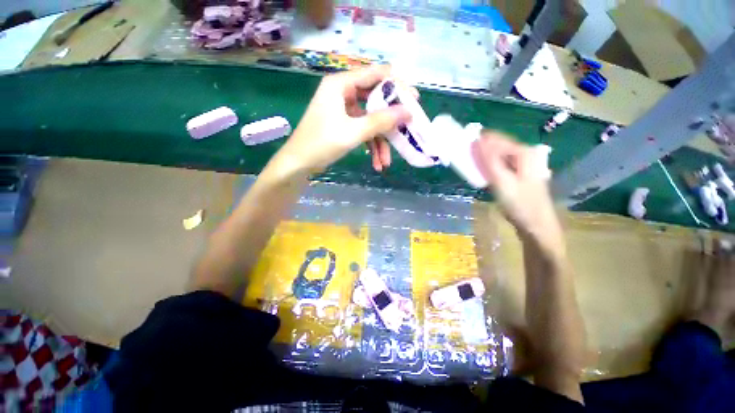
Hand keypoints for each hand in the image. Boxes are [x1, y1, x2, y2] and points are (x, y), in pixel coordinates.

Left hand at [268, 65, 410, 176]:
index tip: (414, 101)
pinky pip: (363, 131)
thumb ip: (381, 121)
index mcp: (341, 84)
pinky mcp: (344, 124)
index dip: (397, 86)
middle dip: (390, 121)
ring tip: (386, 162)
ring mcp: (343, 110)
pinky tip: (377, 163)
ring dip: (380, 142)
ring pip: (370, 121)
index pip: (376, 74)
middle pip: (375, 100)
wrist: (299, 164)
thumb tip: (407, 112)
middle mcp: (343, 92)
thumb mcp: (353, 132)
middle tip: (406, 130)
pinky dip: (371, 146)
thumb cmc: (321, 143)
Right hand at [472, 132, 563, 253]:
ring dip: (484, 159)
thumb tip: (478, 140)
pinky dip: (489, 167)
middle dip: (481, 150)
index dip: (478, 141)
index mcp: (523, 152)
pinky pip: (500, 165)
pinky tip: (482, 174)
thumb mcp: (502, 180)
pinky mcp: (519, 174)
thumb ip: (490, 159)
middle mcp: (525, 154)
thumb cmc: (519, 203)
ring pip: (498, 156)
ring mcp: (523, 164)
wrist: (536, 224)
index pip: (496, 138)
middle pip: (498, 145)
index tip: (462, 146)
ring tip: (470, 166)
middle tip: (465, 158)